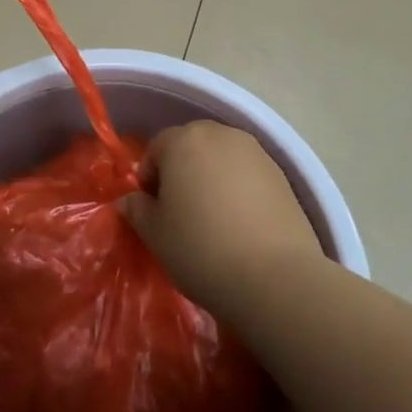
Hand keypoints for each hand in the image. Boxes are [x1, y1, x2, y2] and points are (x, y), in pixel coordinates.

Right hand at [122, 120, 324, 319]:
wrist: (275, 277)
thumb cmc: (201, 249)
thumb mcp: (155, 234)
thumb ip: (137, 210)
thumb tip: (129, 200)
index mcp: (184, 140)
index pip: (157, 148)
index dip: (149, 177)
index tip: (152, 209)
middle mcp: (221, 135)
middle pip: (192, 145)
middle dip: (182, 171)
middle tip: (180, 211)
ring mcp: (256, 152)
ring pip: (222, 158)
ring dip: (212, 178)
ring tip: (213, 218)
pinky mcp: (282, 174)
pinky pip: (248, 174)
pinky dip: (239, 189)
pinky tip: (241, 224)